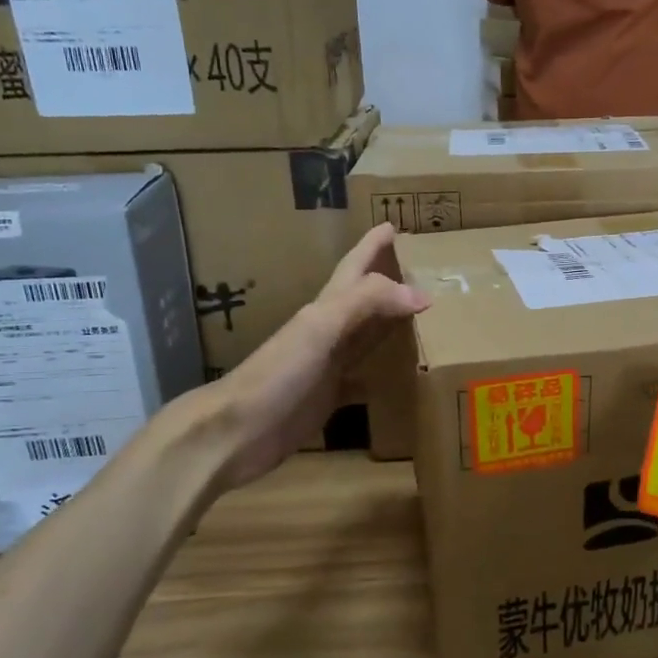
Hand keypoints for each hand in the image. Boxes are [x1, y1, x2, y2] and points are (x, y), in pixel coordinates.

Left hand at [196, 223, 426, 490]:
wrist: (236, 432)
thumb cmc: (277, 374)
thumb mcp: (321, 328)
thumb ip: (368, 303)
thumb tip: (421, 295)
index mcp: (326, 308)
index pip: (355, 269)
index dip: (372, 246)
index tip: (393, 226)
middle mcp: (329, 331)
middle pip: (364, 298)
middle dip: (388, 280)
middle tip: (419, 269)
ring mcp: (327, 365)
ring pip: (366, 335)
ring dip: (389, 323)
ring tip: (419, 317)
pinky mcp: (328, 397)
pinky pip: (362, 377)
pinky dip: (381, 372)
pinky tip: (397, 378)